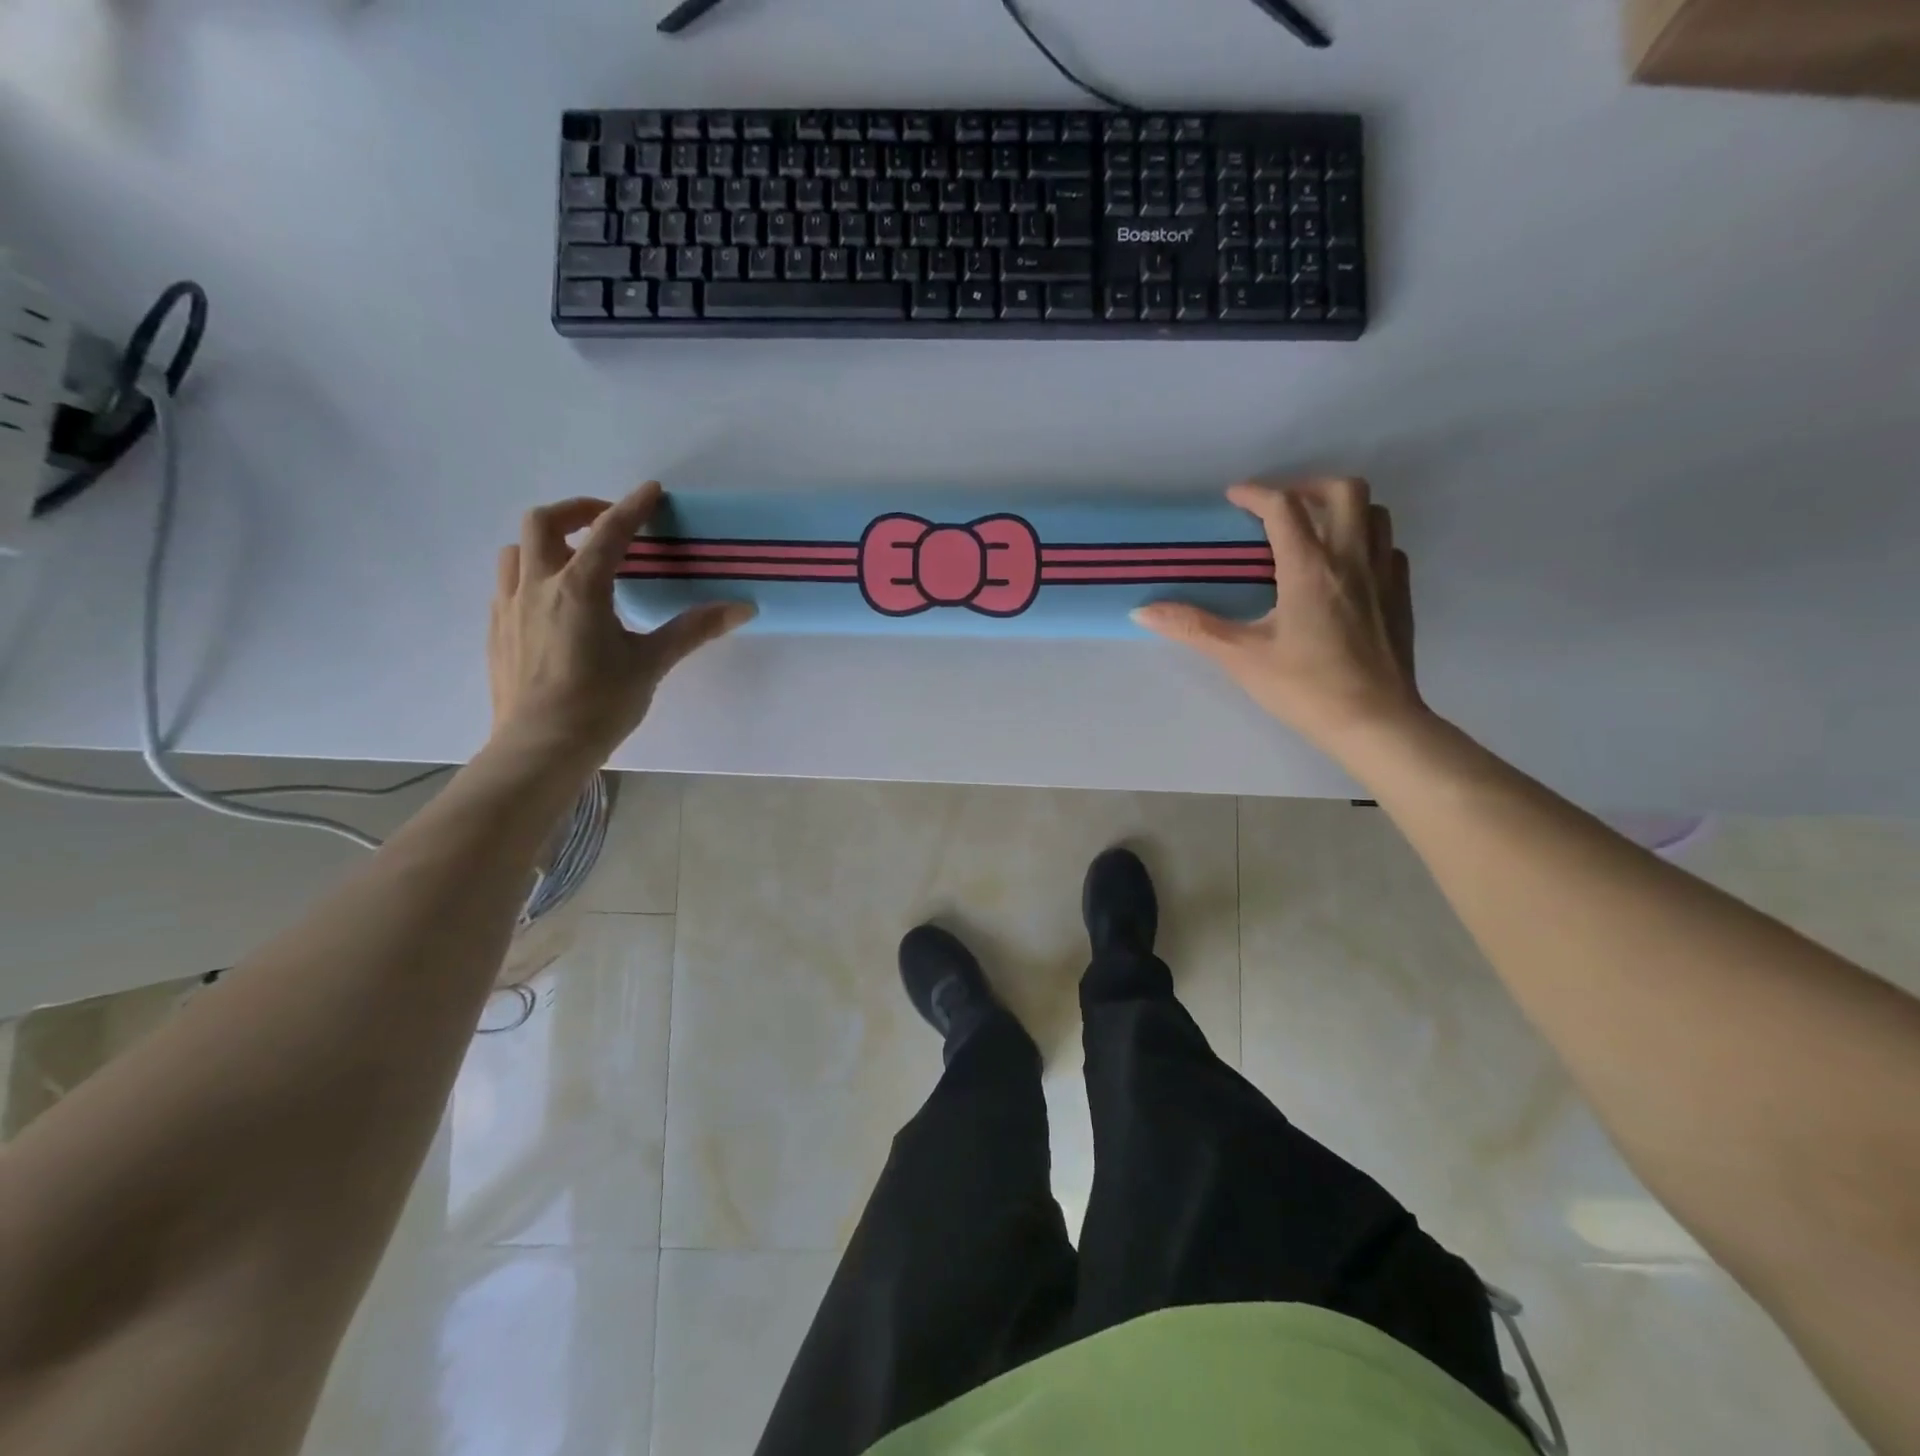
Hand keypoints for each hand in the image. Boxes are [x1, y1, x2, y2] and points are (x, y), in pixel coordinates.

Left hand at [487, 483, 753, 767]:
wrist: (540, 747)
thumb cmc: (600, 703)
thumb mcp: (651, 663)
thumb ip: (693, 629)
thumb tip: (742, 608)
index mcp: (579, 588)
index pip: (610, 533)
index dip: (633, 507)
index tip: (651, 491)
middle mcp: (537, 585)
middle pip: (544, 522)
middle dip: (577, 511)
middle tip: (606, 524)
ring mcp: (509, 606)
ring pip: (516, 550)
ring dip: (546, 542)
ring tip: (574, 560)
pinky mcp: (496, 631)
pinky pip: (507, 584)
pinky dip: (531, 575)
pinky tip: (552, 604)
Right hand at [1133, 479, 1423, 755]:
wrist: (1374, 723)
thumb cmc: (1304, 688)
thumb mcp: (1241, 658)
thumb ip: (1193, 628)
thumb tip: (1143, 611)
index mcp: (1310, 569)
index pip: (1284, 508)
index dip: (1256, 494)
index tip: (1234, 497)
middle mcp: (1351, 559)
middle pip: (1343, 490)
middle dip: (1308, 486)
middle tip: (1280, 508)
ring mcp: (1383, 575)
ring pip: (1374, 513)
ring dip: (1341, 509)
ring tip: (1312, 530)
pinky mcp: (1400, 595)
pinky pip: (1386, 547)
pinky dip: (1364, 542)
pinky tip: (1343, 568)